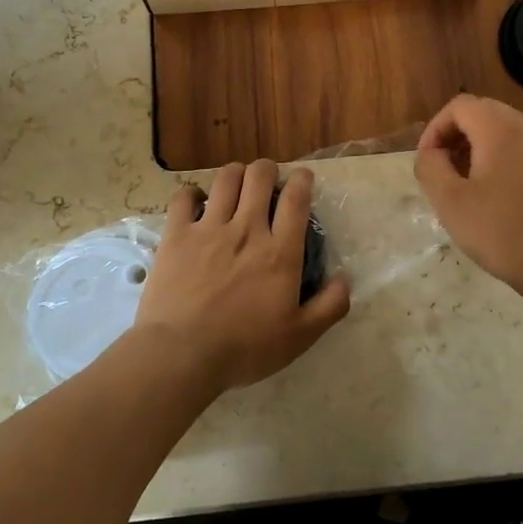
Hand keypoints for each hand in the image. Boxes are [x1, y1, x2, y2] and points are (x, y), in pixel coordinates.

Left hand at [134, 160, 350, 392]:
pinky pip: (184, 197)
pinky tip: (197, 203)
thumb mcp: (300, 336)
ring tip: (235, 185)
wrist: (183, 353)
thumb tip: (345, 278)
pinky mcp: (177, 235)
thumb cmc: (245, 348)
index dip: (302, 180)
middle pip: (259, 176)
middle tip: (266, 182)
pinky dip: (192, 194)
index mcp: (280, 251)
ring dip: (234, 175)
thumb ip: (330, 305)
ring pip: (225, 178)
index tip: (302, 178)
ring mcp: (209, 228)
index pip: (296, 198)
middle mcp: (247, 229)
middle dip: (266, 170)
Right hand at [415, 94, 522, 304]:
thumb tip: (432, 153)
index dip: (435, 129)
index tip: (427, 161)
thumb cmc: (501, 231)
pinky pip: (522, 147)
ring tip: (466, 184)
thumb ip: (430, 166)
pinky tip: (494, 194)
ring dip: (477, 147)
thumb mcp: (450, 202)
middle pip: (482, 113)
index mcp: (500, 128)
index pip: (459, 106)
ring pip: (503, 130)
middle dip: (455, 137)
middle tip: (443, 171)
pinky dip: (501, 157)